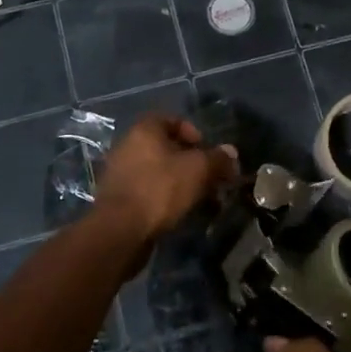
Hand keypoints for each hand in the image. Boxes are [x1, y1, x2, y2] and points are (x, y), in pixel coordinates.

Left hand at [93, 114, 237, 242]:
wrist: (120, 231)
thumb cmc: (160, 189)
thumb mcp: (198, 170)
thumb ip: (217, 158)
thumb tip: (231, 152)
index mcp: (144, 129)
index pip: (174, 120)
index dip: (195, 134)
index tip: (209, 153)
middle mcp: (128, 145)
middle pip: (167, 147)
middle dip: (192, 163)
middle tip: (211, 180)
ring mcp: (120, 172)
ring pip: (159, 171)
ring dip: (181, 182)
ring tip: (200, 200)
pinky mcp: (118, 198)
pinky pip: (149, 190)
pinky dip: (166, 197)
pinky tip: (180, 212)